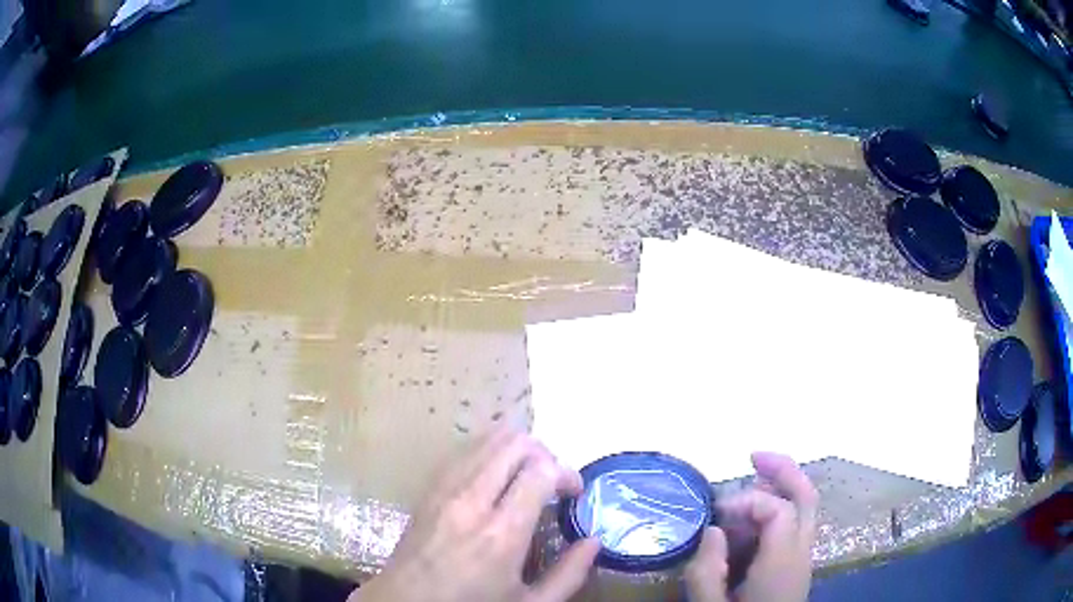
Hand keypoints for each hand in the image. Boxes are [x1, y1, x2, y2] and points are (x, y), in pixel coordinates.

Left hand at [350, 427, 600, 601]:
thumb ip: (568, 575)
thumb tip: (594, 541)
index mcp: (501, 533)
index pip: (541, 471)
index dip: (566, 473)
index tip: (573, 493)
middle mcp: (472, 501)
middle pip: (514, 444)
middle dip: (543, 454)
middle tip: (552, 482)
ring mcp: (444, 490)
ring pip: (485, 440)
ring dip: (515, 449)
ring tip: (526, 476)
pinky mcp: (428, 489)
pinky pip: (462, 452)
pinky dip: (487, 452)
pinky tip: (495, 475)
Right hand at [684, 452, 817, 601]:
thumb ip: (707, 571)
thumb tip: (712, 530)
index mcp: (783, 562)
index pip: (779, 510)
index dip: (747, 502)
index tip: (716, 515)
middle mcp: (801, 552)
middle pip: (806, 497)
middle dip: (783, 470)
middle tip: (754, 454)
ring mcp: (802, 557)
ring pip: (804, 508)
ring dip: (780, 487)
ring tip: (750, 479)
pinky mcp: (796, 564)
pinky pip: (794, 524)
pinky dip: (777, 508)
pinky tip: (752, 518)